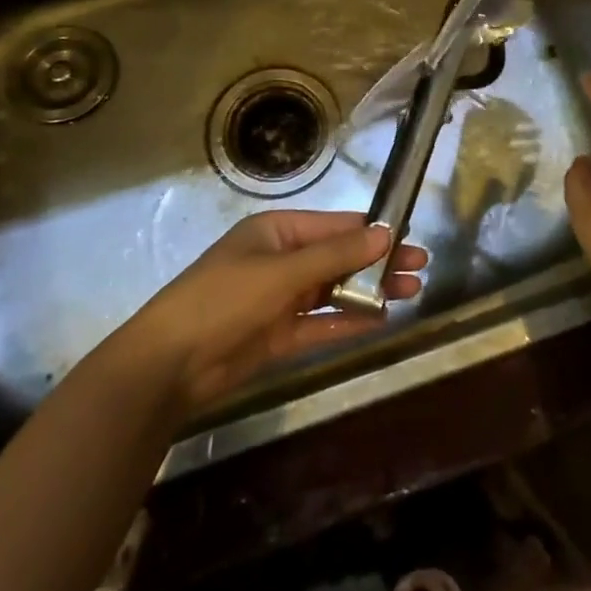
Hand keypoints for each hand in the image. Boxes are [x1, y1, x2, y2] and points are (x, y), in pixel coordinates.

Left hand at [123, 211, 425, 415]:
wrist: (169, 364)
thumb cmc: (224, 299)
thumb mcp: (282, 272)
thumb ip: (335, 256)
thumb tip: (384, 233)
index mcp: (277, 231)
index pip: (335, 226)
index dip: (373, 231)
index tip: (409, 237)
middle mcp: (281, 259)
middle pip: (339, 257)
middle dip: (378, 262)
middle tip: (420, 267)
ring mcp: (279, 298)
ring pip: (334, 290)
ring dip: (369, 290)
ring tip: (411, 292)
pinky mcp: (278, 334)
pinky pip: (321, 322)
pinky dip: (348, 320)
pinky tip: (380, 320)